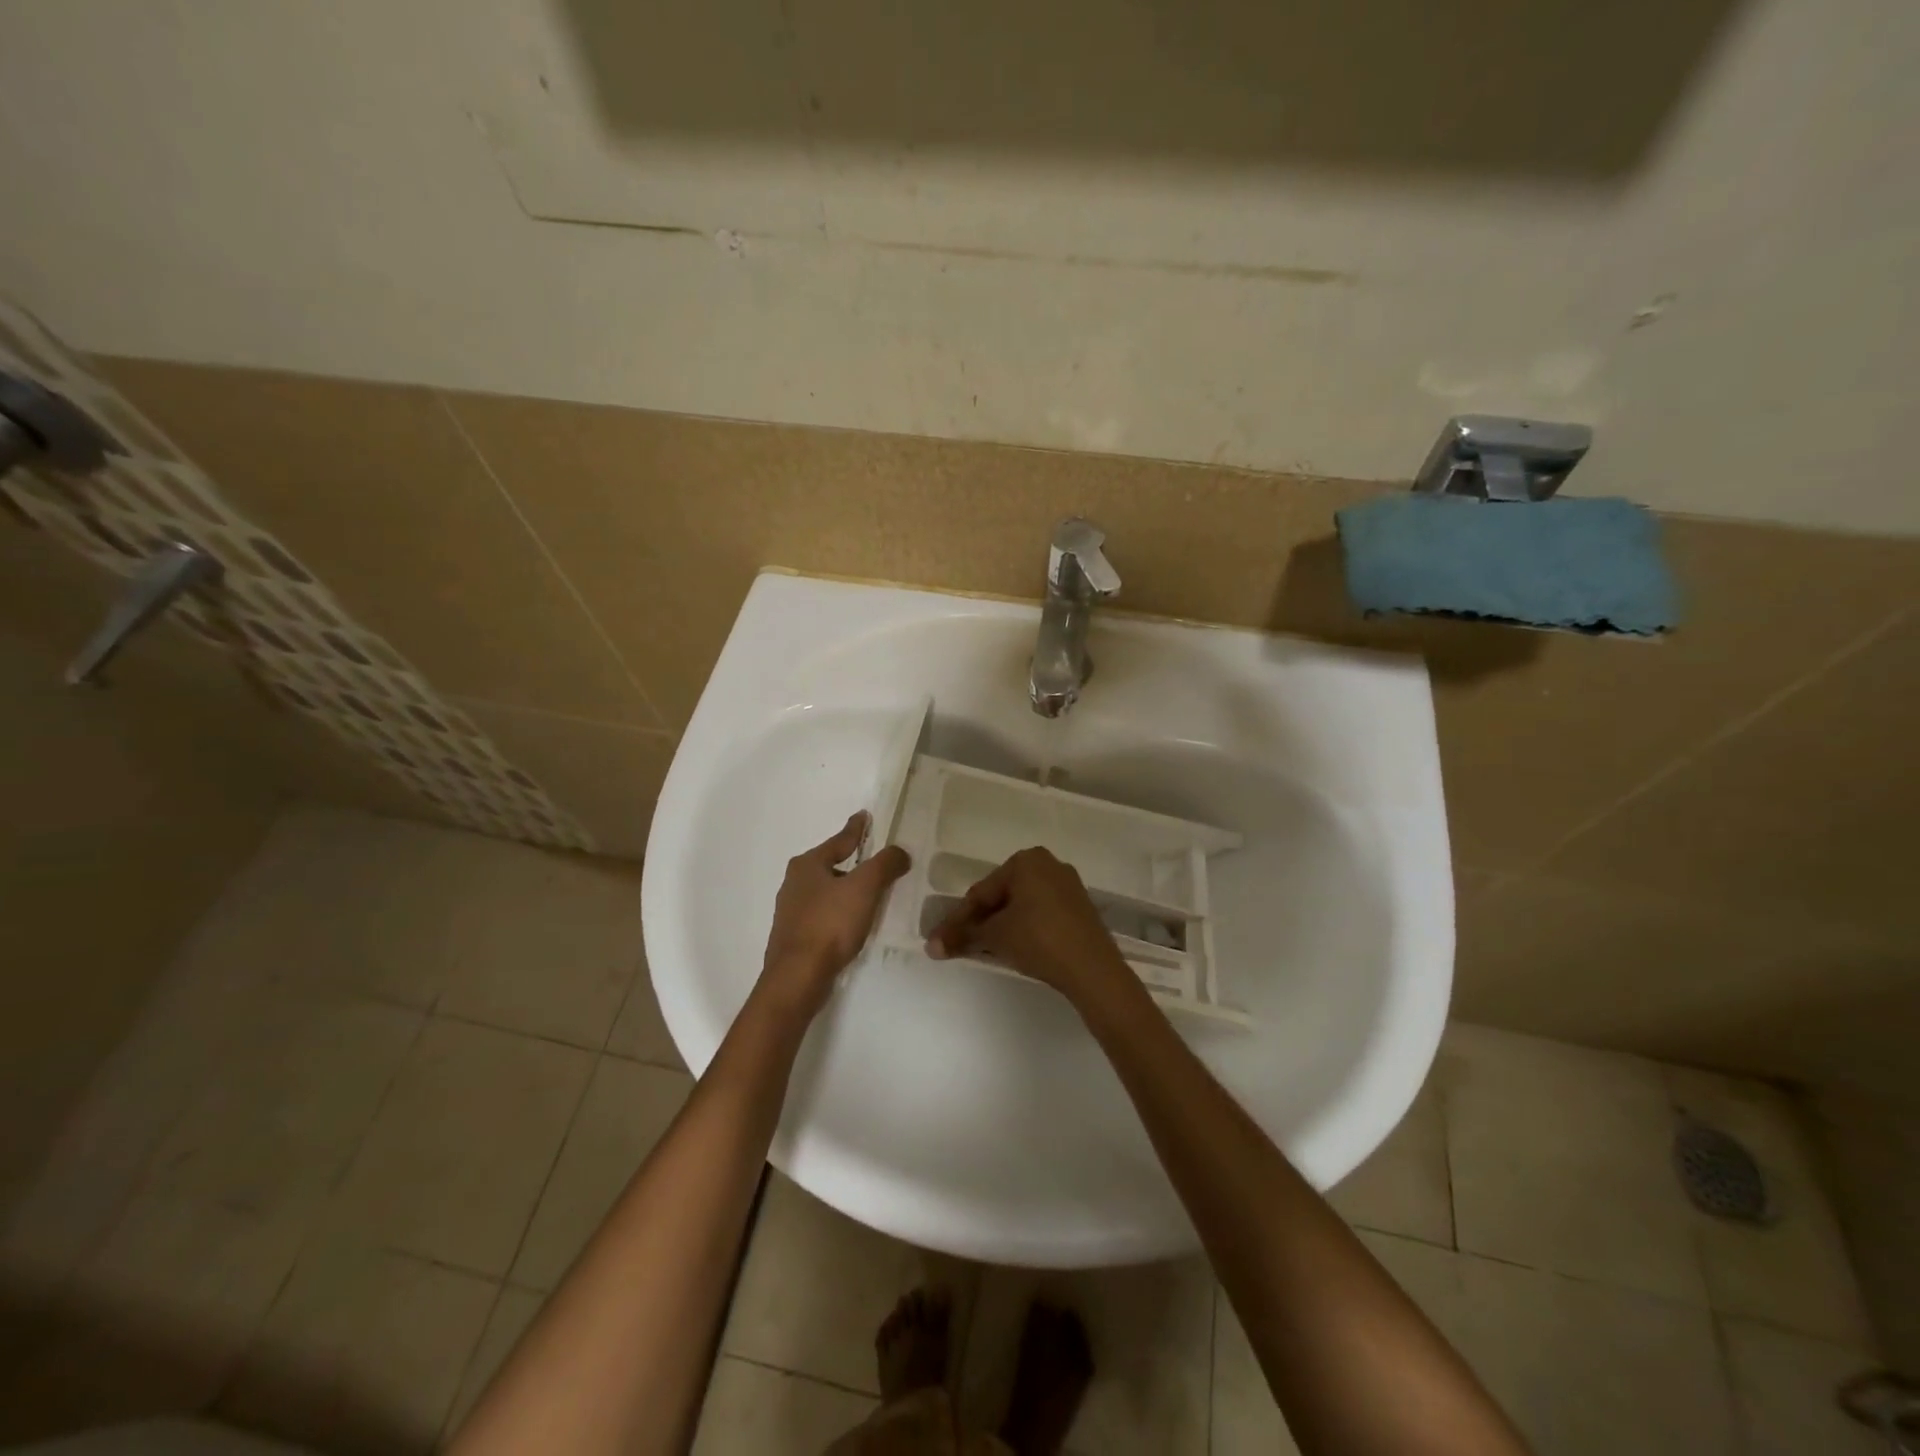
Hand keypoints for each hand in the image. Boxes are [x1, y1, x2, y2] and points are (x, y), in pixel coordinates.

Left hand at [760, 811, 910, 1018]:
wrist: (798, 977)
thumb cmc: (830, 924)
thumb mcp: (865, 888)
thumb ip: (884, 865)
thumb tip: (899, 852)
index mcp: (807, 865)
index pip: (839, 840)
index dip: (856, 829)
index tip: (864, 816)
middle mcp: (794, 883)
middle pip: (830, 865)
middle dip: (851, 861)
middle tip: (873, 858)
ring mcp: (791, 911)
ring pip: (825, 891)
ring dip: (845, 889)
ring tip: (868, 893)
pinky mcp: (794, 937)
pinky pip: (822, 914)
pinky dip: (838, 912)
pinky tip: (850, 923)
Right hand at [924, 847, 1133, 1011]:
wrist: (1092, 969)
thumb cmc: (1038, 939)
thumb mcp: (995, 936)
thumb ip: (962, 936)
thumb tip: (931, 946)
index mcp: (1027, 860)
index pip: (982, 891)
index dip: (959, 918)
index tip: (941, 940)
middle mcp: (1049, 864)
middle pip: (1002, 895)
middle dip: (981, 920)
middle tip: (961, 944)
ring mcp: (1068, 886)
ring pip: (1022, 905)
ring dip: (1001, 925)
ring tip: (984, 948)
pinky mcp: (1080, 908)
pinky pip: (1042, 913)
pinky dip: (1024, 927)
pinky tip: (1014, 947)